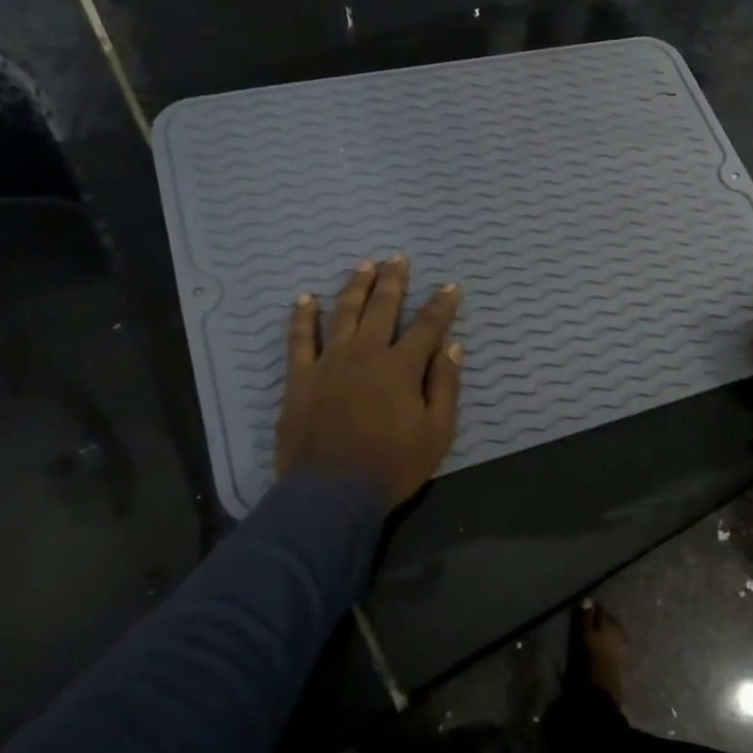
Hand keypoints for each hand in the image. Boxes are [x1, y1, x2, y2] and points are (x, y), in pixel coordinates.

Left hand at [276, 256, 463, 506]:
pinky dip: (303, 317)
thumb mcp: (436, 432)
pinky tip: (305, 299)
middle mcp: (365, 354)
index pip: (428, 326)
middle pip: (382, 308)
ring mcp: (329, 363)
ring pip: (343, 314)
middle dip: (393, 281)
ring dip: (355, 287)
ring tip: (364, 265)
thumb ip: (445, 386)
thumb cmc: (392, 466)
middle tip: (397, 258)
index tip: (451, 285)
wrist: (331, 494)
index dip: (442, 304)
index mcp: (401, 367)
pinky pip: (300, 340)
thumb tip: (453, 347)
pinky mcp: (300, 378)